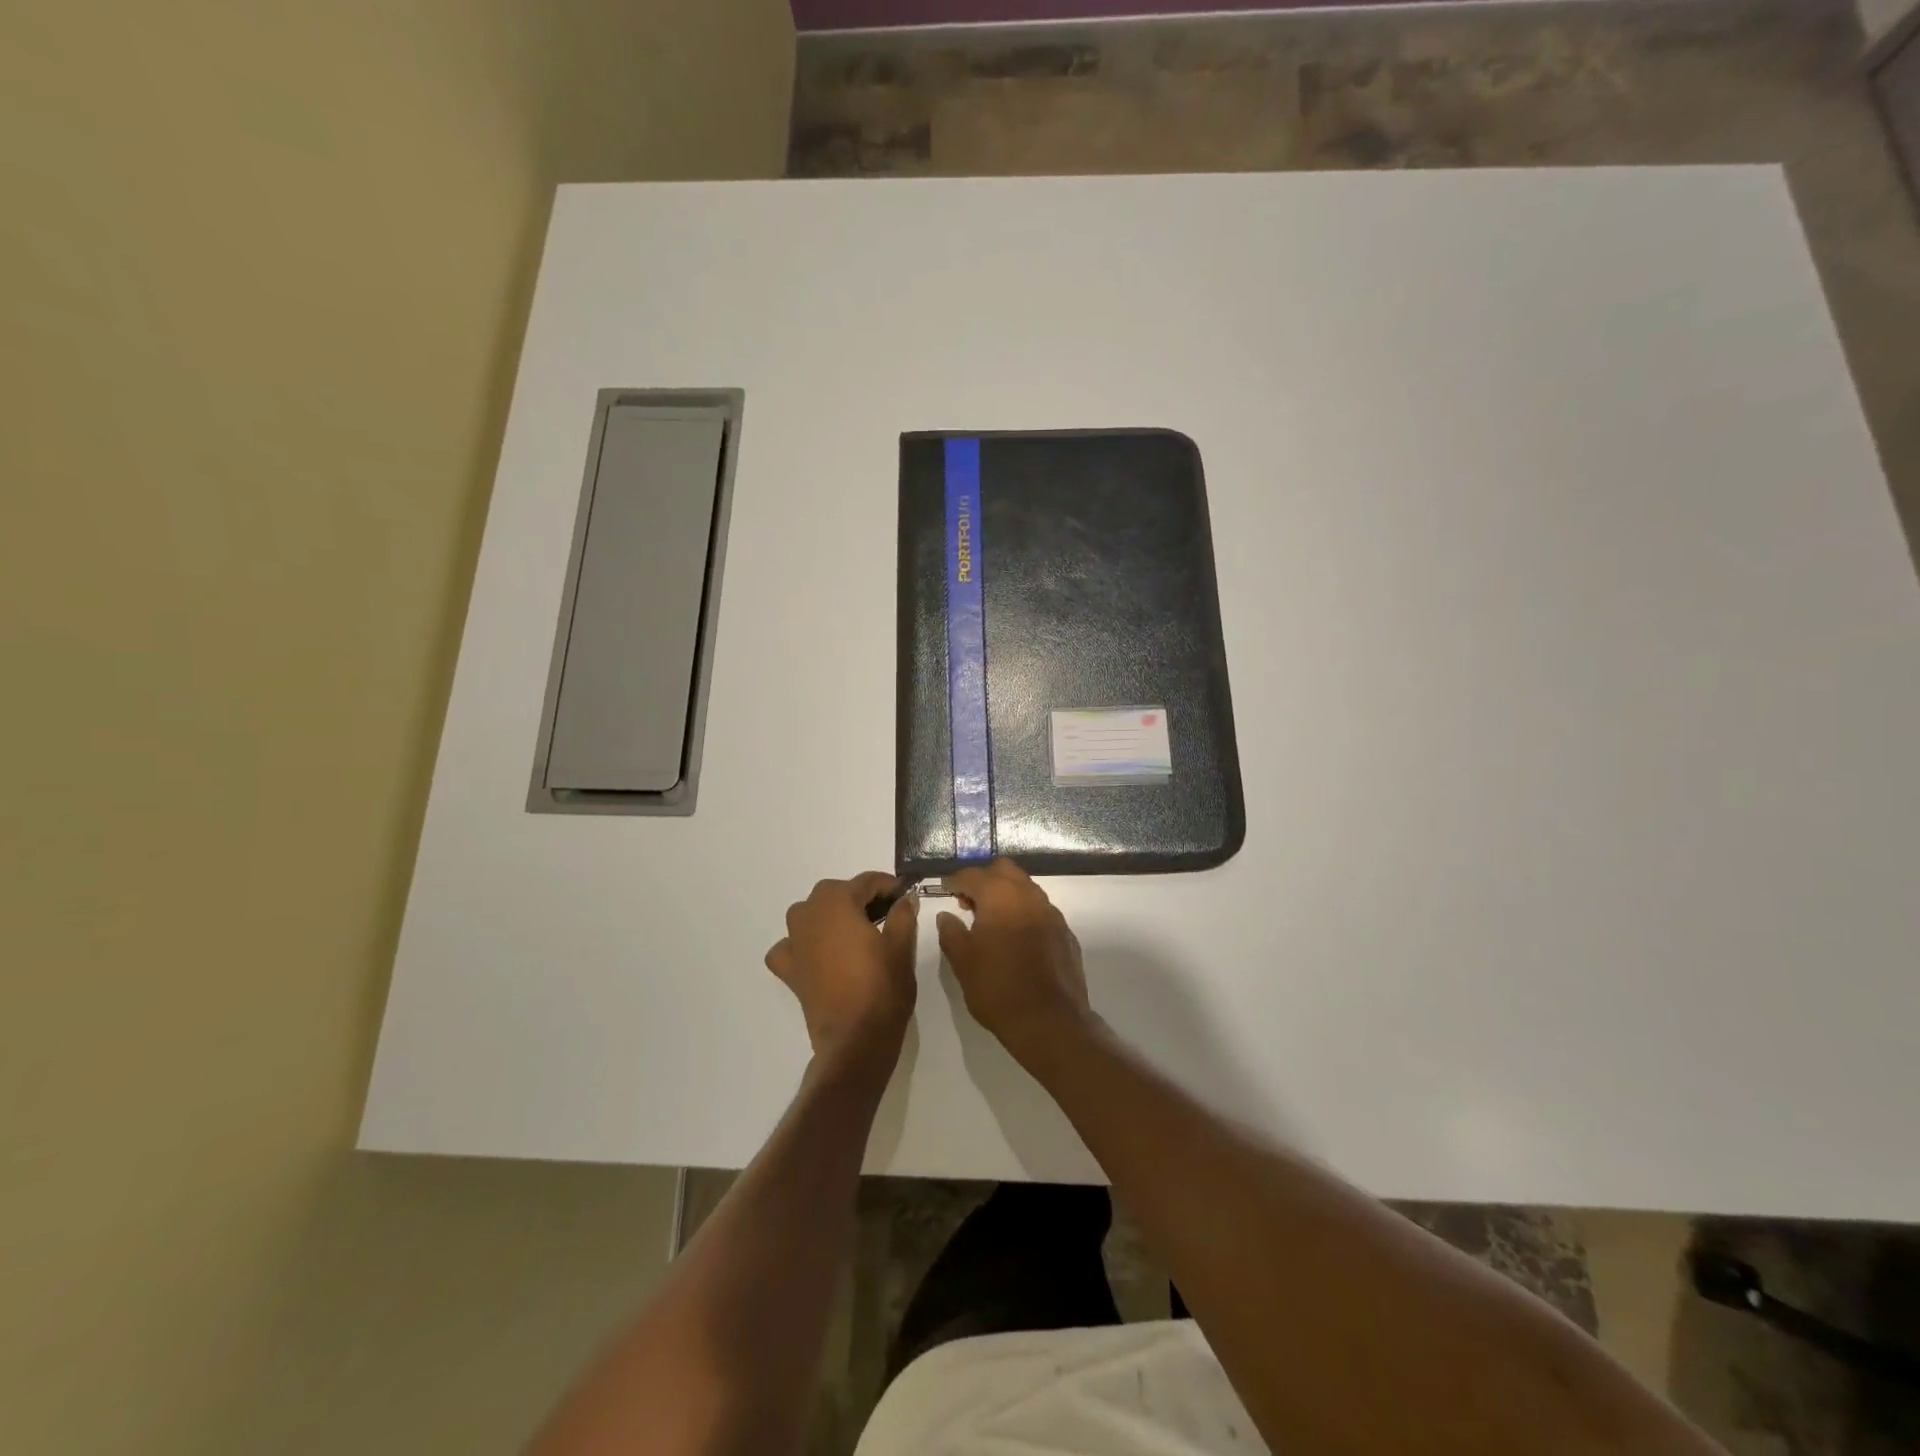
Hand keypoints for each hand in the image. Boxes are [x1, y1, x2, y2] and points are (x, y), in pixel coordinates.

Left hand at [765, 872, 917, 1076]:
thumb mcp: (902, 946)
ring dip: (830, 915)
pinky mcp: (789, 969)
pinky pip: (791, 946)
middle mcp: (809, 914)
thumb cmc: (882, 987)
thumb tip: (905, 898)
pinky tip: (817, 954)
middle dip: (859, 897)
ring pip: (810, 914)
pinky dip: (802, 945)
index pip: (866, 882)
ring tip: (855, 931)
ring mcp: (794, 942)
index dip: (889, 885)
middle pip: (835, 893)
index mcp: (837, 902)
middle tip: (886, 912)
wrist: (855, 1039)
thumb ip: (903, 915)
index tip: (905, 893)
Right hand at [936, 859, 1091, 1066]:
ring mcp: (1052, 913)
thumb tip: (946, 915)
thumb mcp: (963, 962)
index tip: (944, 890)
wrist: (1050, 1021)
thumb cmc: (998, 988)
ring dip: (1006, 895)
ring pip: (1025, 888)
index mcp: (1000, 896)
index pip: (973, 875)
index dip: (955, 881)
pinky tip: (1016, 939)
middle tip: (969, 902)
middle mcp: (1029, 895)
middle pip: (1004, 870)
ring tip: (991, 922)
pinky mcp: (1065, 932)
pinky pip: (1040, 910)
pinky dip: (1024, 914)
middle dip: (984, 879)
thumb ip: (951, 932)